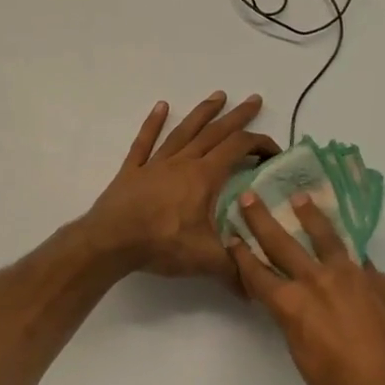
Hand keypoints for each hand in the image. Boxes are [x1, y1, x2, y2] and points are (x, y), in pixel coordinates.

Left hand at [82, 93, 279, 280]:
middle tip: (253, 99)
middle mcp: (183, 162)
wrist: (110, 241)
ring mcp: (156, 163)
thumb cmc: (161, 244)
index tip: (274, 151)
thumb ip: (236, 270)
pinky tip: (161, 107)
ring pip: (184, 131)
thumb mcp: (206, 259)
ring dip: (202, 113)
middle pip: (214, 132)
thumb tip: (260, 288)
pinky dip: (153, 123)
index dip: (259, 145)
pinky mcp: (133, 170)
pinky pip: (145, 142)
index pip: (238, 149)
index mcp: (203, 177)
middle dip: (237, 116)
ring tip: (218, 95)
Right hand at [228, 192, 384, 384]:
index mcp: (293, 305)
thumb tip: (301, 304)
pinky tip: (350, 255)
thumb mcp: (304, 357)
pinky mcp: (384, 282)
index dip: (242, 255)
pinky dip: (350, 257)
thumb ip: (299, 322)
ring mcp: (355, 277)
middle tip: (250, 197)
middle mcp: (319, 281)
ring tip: (301, 199)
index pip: (259, 274)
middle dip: (262, 220)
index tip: (232, 236)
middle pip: (284, 244)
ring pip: (328, 238)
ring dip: (311, 216)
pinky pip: (362, 263)